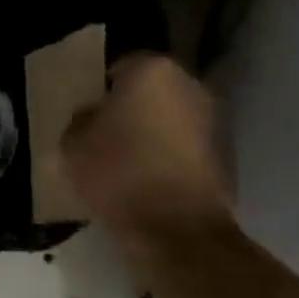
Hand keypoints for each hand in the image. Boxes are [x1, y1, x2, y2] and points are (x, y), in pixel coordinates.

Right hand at [63, 53, 230, 235]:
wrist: (177, 229)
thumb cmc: (119, 174)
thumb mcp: (73, 146)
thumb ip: (80, 121)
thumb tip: (92, 117)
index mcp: (152, 70)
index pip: (119, 67)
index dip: (101, 93)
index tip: (89, 118)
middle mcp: (190, 84)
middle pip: (151, 91)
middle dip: (132, 109)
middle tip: (107, 138)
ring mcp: (213, 119)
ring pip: (171, 119)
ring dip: (154, 133)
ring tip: (129, 164)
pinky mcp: (225, 155)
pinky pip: (187, 148)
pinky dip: (172, 157)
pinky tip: (152, 182)